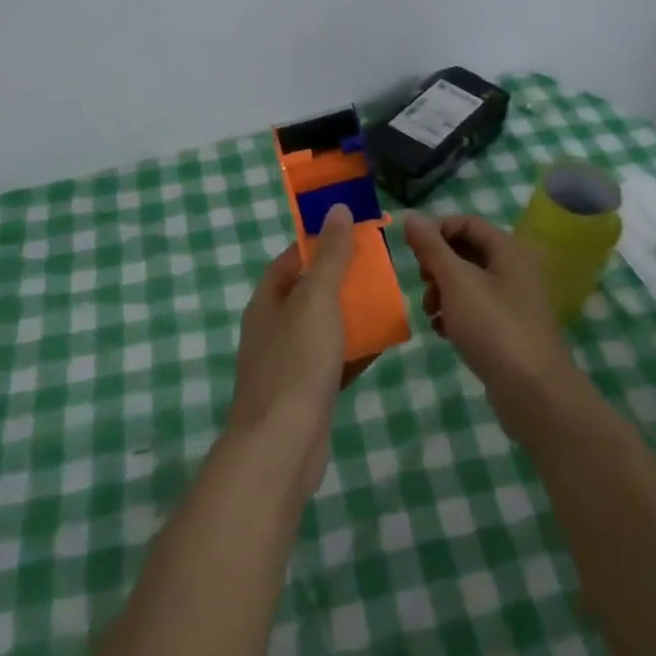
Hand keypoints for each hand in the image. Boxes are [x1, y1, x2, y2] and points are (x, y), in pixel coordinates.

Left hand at [226, 204, 354, 495]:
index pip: (292, 258)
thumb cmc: (297, 362)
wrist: (282, 446)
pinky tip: (383, 344)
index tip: (354, 235)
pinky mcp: (307, 393)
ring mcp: (289, 362)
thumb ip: (330, 256)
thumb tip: (337, 209)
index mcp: (268, 301)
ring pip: (325, 327)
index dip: (320, 243)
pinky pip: (334, 361)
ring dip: (352, 315)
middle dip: (342, 279)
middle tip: (380, 269)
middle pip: (310, 292)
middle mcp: (274, 327)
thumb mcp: (316, 299)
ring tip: (388, 301)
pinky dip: (355, 350)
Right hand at [403, 213, 580, 443]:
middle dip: (438, 265)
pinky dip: (456, 314)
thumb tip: (412, 216)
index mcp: (508, 249)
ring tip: (431, 313)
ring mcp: (514, 300)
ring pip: (468, 282)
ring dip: (443, 292)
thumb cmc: (493, 327)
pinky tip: (444, 331)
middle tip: (424, 284)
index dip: (436, 231)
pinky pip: (476, 309)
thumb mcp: (456, 281)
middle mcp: (514, 268)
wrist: (533, 391)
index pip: (465, 222)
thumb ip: (431, 247)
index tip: (414, 254)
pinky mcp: (509, 328)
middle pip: (466, 251)